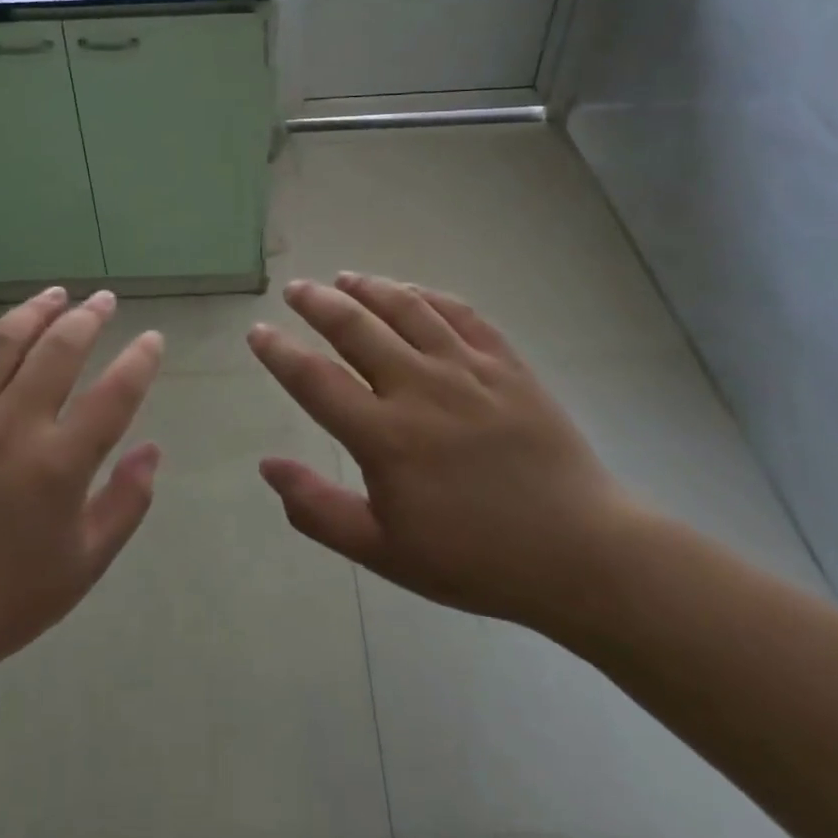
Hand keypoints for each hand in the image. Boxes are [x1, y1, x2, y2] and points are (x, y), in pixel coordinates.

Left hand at [0, 288, 163, 728]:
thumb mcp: (83, 566)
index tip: (152, 340)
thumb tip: (152, 450)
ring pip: (2, 342)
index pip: (115, 394)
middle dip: (89, 316)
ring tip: (55, 294)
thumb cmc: (3, 600)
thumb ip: (126, 504)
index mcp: (57, 466)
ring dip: (33, 310)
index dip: (140, 360)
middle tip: (103, 300)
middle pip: (59, 349)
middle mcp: (11, 428)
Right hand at [248, 274, 638, 639]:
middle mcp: (420, 388)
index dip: (278, 352)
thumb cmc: (475, 560)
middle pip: (356, 327)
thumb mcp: (384, 552)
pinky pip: (461, 314)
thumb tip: (267, 466)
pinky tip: (412, 292)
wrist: (580, 554)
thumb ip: (318, 509)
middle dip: (318, 302)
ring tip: (345, 278)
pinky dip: (428, 295)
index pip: (314, 379)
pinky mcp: (508, 365)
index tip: (257, 332)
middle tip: (296, 289)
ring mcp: (468, 370)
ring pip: (407, 309)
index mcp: (385, 437)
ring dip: (369, 287)